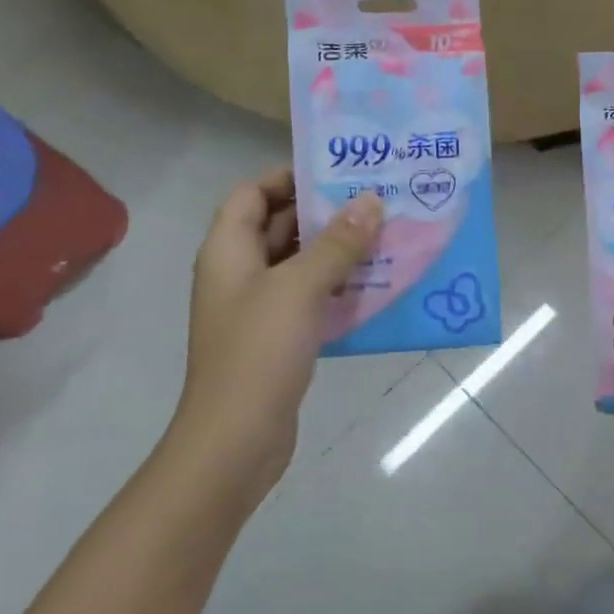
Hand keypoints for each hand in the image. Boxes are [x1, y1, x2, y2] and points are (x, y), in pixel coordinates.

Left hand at [178, 171, 381, 490]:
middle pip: (278, 225)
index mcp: (228, 249)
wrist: (236, 439)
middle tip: (375, 200)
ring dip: (336, 251)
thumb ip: (337, 243)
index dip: (288, 178)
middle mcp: (238, 272)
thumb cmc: (259, 351)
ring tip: (385, 236)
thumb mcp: (300, 287)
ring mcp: (257, 307)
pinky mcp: (277, 337)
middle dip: (324, 213)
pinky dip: (336, 287)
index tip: (336, 174)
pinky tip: (375, 285)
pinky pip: (308, 297)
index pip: (252, 193)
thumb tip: (370, 201)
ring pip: (298, 263)